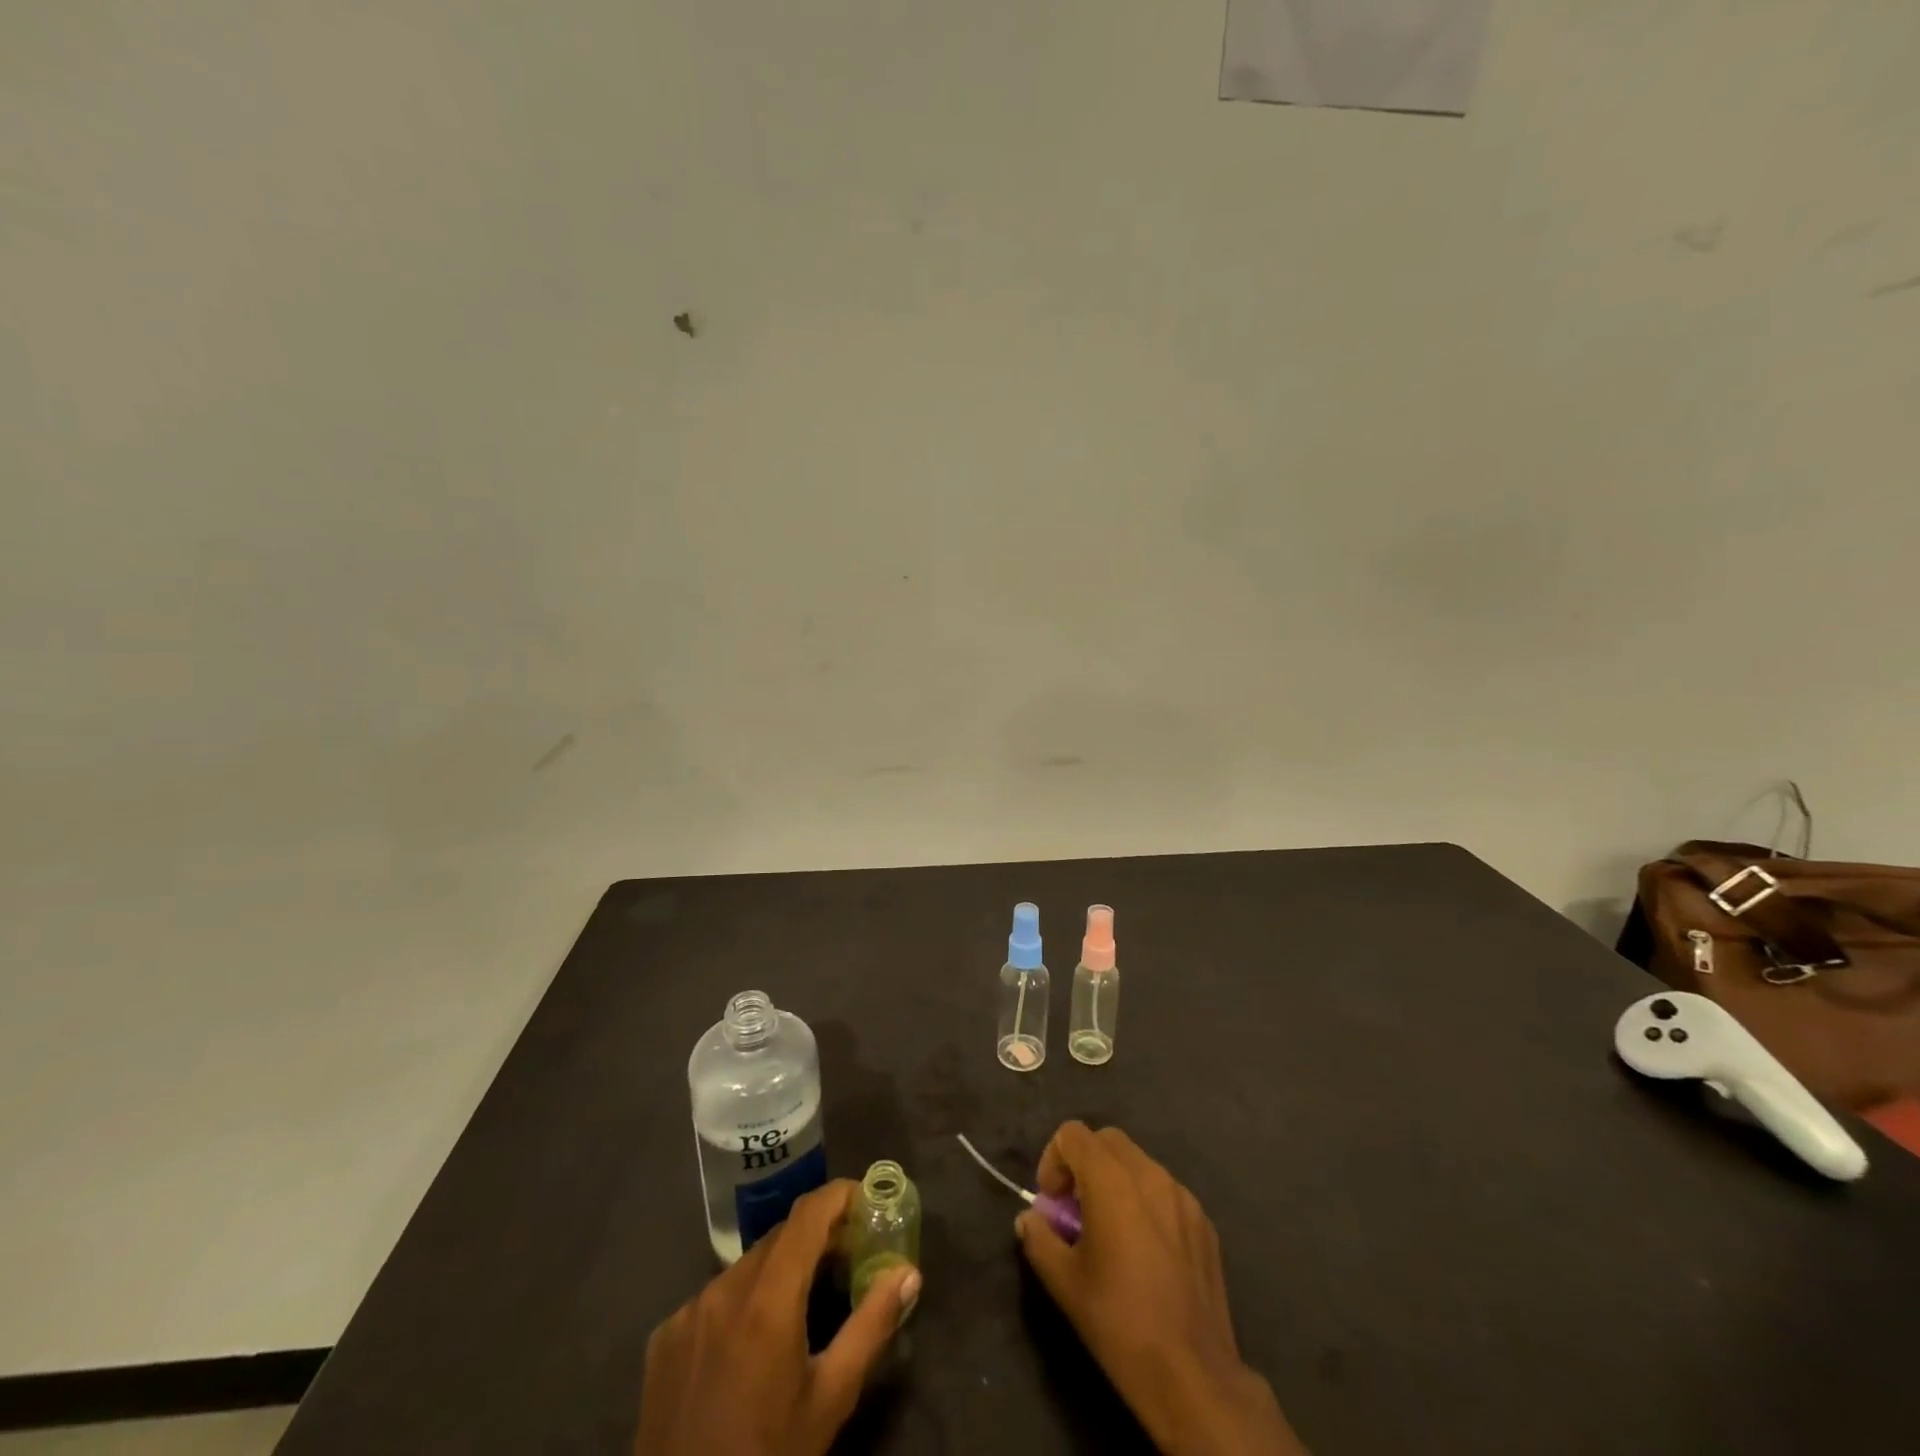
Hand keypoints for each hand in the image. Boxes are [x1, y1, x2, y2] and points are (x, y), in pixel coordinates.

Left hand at [635, 1179, 920, 1455]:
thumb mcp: (831, 1397)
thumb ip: (872, 1325)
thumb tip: (909, 1272)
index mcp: (768, 1298)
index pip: (808, 1214)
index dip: (839, 1196)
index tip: (867, 1200)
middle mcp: (724, 1288)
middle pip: (779, 1238)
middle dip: (817, 1237)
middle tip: (848, 1257)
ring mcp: (687, 1311)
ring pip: (746, 1266)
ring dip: (780, 1270)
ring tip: (803, 1304)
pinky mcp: (663, 1336)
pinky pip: (713, 1298)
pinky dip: (742, 1301)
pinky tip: (751, 1344)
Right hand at [1015, 1123, 1305, 1455]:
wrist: (1192, 1375)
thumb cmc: (1119, 1322)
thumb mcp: (1063, 1282)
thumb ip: (1038, 1237)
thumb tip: (1030, 1218)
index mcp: (1112, 1180)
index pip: (1073, 1134)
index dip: (1054, 1160)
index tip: (1052, 1203)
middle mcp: (1150, 1174)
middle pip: (1107, 1141)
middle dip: (1084, 1164)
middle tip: (1076, 1211)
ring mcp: (1182, 1196)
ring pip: (1138, 1163)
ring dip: (1115, 1181)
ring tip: (1111, 1232)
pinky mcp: (1204, 1222)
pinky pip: (1165, 1192)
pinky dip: (1145, 1202)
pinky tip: (1146, 1252)